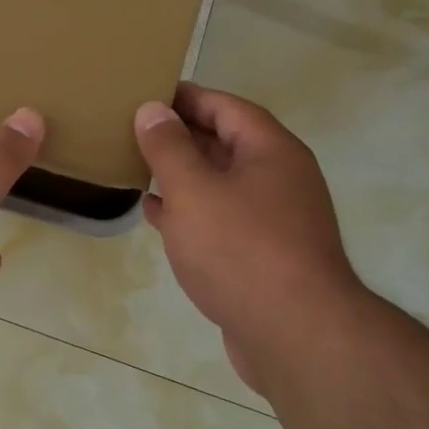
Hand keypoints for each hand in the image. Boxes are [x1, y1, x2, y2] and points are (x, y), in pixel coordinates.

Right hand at [135, 83, 368, 391]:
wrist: (295, 335)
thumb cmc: (241, 250)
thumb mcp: (194, 190)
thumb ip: (169, 147)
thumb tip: (153, 109)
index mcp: (271, 151)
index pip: (226, 107)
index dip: (186, 97)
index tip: (147, 92)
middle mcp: (279, 178)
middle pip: (226, 143)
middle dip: (181, 135)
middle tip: (134, 128)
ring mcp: (275, 220)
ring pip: (222, 183)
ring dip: (183, 174)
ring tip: (139, 166)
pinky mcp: (264, 256)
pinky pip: (222, 219)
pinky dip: (189, 211)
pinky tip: (157, 215)